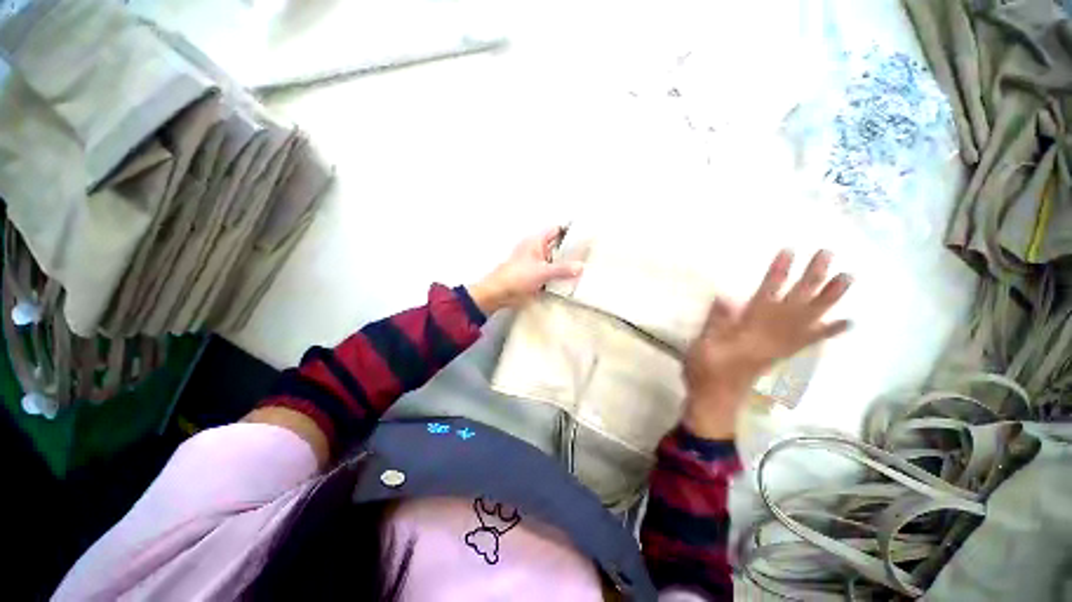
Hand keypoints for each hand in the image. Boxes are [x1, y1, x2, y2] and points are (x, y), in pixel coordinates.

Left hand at [468, 227, 583, 314]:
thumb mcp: (542, 271)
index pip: (556, 231)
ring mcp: (538, 264)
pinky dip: (561, 277)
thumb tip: (580, 267)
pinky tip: (574, 281)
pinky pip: (553, 275)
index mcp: (536, 242)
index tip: (585, 235)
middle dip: (572, 251)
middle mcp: (538, 251)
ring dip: (567, 266)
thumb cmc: (516, 276)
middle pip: (559, 247)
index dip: (570, 231)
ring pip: (556, 262)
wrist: (500, 294)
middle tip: (590, 255)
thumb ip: (562, 269)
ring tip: (587, 268)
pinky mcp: (537, 277)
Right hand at [683, 249, 851, 438]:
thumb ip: (716, 323)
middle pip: (796, 304)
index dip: (777, 274)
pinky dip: (830, 331)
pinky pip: (811, 342)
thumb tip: (725, 297)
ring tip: (846, 278)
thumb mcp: (703, 345)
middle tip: (827, 254)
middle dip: (811, 278)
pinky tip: (846, 322)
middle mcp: (772, 336)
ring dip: (829, 299)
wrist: (716, 400)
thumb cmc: (705, 370)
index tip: (788, 252)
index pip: (766, 297)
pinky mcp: (783, 355)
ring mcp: (781, 346)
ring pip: (810, 319)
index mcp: (750, 331)